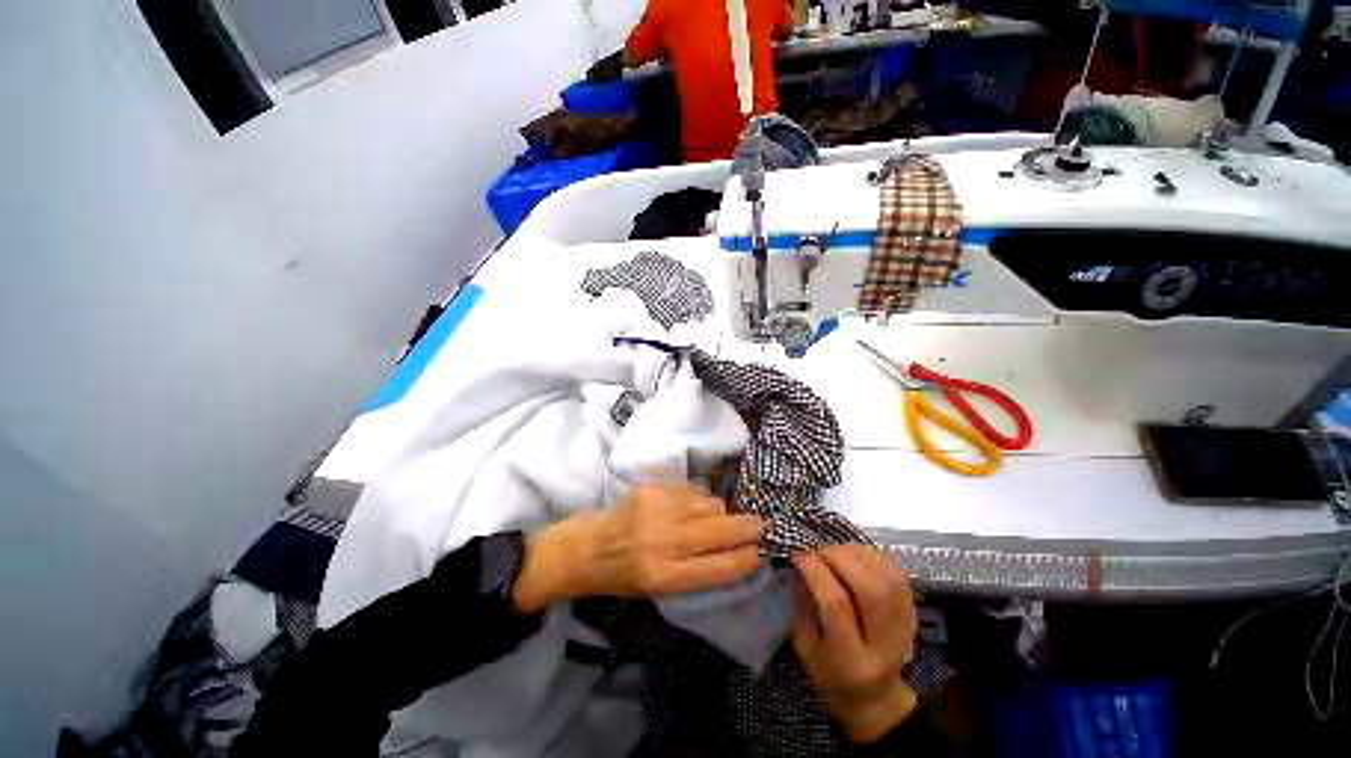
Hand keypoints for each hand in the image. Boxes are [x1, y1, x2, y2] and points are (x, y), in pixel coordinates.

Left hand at [513, 483, 763, 611]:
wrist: (585, 547)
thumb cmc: (621, 577)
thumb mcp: (658, 590)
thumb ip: (696, 571)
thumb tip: (734, 551)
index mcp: (664, 577)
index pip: (720, 567)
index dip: (746, 559)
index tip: (758, 552)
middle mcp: (664, 541)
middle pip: (721, 530)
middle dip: (747, 527)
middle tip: (760, 525)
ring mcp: (659, 509)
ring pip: (711, 504)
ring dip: (720, 512)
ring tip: (716, 517)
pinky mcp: (653, 488)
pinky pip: (693, 490)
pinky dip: (700, 499)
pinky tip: (693, 506)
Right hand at [791, 545, 918, 744]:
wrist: (876, 699)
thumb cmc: (831, 676)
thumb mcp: (805, 649)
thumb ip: (804, 607)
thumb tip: (803, 567)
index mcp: (851, 661)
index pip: (836, 604)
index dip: (815, 571)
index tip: (797, 554)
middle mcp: (884, 644)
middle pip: (870, 587)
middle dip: (838, 558)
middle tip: (817, 552)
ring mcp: (905, 628)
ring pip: (887, 576)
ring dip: (856, 554)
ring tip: (834, 552)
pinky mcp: (912, 613)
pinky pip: (896, 573)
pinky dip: (872, 556)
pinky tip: (854, 556)